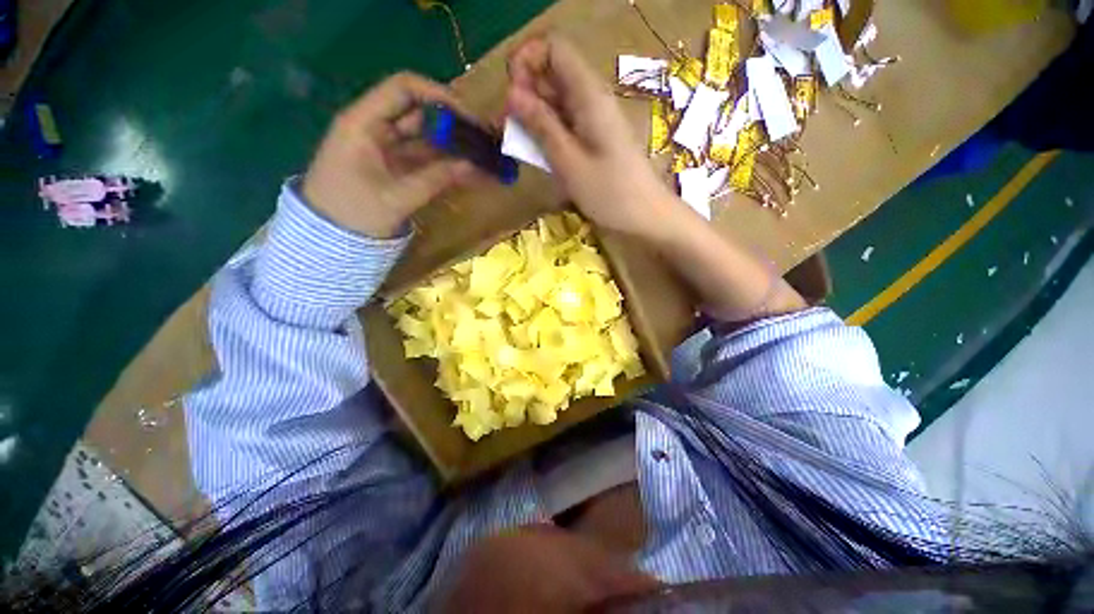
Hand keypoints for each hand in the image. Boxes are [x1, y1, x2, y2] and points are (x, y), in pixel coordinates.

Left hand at [303, 73, 477, 237]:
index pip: (403, 89)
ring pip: (422, 135)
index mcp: (364, 123)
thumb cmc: (355, 214)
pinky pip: (420, 156)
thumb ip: (437, 179)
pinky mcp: (391, 165)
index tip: (469, 115)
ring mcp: (383, 146)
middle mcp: (374, 127)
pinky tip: (464, 168)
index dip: (438, 95)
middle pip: (417, 111)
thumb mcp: (398, 197)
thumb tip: (473, 166)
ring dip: (449, 144)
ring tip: (479, 153)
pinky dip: (441, 161)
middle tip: (482, 138)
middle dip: (451, 122)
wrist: (329, 239)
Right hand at [506, 35, 681, 238]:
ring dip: (534, 116)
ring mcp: (595, 119)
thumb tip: (512, 93)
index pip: (554, 49)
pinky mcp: (595, 138)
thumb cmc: (610, 193)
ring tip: (519, 143)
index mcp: (589, 94)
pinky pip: (567, 123)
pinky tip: (540, 153)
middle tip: (508, 128)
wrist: (645, 216)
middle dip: (525, 93)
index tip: (509, 95)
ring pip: (557, 101)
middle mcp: (592, 98)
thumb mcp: (569, 162)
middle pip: (553, 74)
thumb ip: (541, 125)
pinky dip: (549, 132)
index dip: (526, 61)